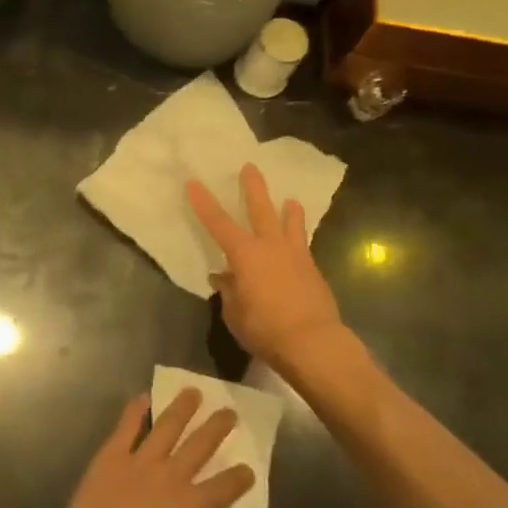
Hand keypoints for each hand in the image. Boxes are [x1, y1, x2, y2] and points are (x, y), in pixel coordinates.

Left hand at [54, 390, 254, 507]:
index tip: (248, 469)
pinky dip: (135, 410)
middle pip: (200, 446)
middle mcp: (171, 477)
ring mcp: (142, 461)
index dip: (238, 479)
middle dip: (217, 427)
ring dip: (183, 407)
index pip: (222, 489)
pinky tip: (144, 396)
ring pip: (168, 426)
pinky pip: (127, 427)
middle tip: (229, 412)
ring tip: (193, 391)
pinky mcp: (113, 455)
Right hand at [188, 163, 354, 383]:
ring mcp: (295, 255)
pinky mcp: (313, 270)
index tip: (194, 182)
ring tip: (291, 201)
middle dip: (253, 187)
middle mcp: (270, 246)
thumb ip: (229, 291)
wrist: (312, 341)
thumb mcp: (235, 314)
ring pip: (291, 224)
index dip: (204, 203)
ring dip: (289, 211)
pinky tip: (300, 246)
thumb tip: (224, 278)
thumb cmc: (265, 328)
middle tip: (250, 166)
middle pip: (260, 209)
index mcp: (245, 254)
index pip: (218, 223)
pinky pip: (304, 246)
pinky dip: (300, 241)